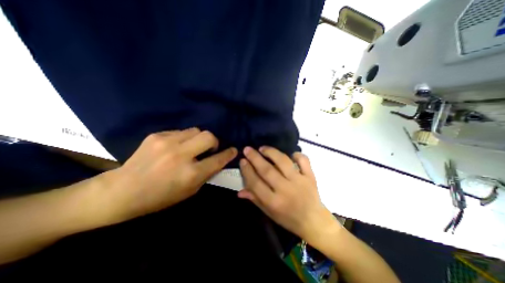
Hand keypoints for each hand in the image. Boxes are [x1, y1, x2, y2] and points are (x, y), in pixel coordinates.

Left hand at [104, 127, 236, 222]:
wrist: (121, 191)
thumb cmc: (160, 197)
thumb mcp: (189, 191)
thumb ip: (206, 174)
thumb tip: (217, 160)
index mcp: (190, 174)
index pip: (218, 159)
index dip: (229, 154)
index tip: (234, 150)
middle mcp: (181, 155)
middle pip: (209, 136)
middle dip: (214, 142)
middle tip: (209, 148)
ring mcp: (167, 143)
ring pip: (196, 130)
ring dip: (198, 138)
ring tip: (192, 146)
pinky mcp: (156, 136)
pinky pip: (180, 132)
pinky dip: (184, 138)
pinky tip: (175, 147)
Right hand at [238, 146, 338, 242]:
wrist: (314, 222)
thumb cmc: (288, 219)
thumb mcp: (269, 213)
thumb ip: (255, 200)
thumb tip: (239, 191)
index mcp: (274, 202)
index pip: (256, 183)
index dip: (247, 171)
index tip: (242, 160)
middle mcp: (286, 190)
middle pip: (267, 170)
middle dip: (255, 158)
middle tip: (247, 149)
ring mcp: (300, 182)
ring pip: (283, 162)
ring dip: (271, 152)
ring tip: (263, 148)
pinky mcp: (310, 177)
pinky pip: (303, 161)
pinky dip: (297, 155)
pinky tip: (290, 154)